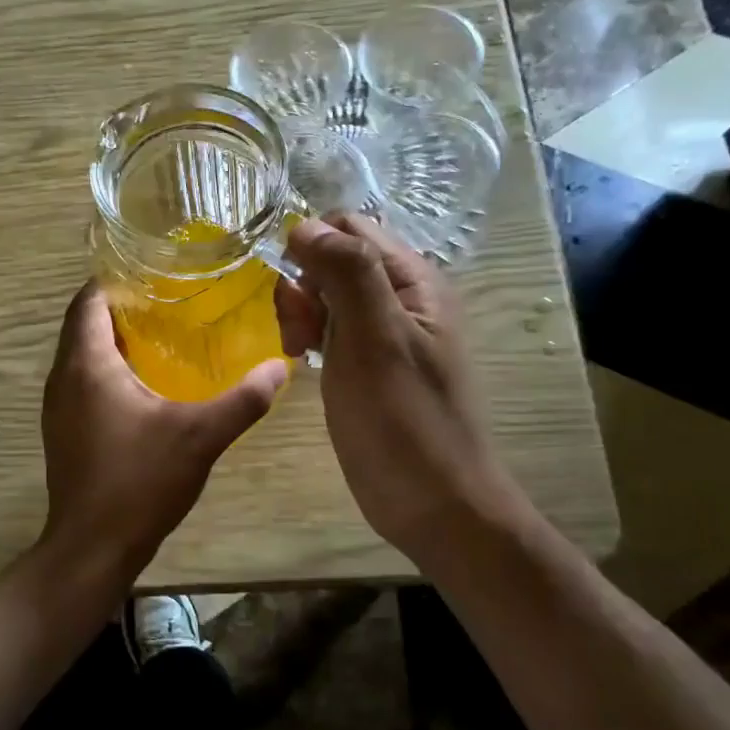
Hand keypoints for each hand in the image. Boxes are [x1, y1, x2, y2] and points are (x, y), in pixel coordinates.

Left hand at [39, 282, 286, 567]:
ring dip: (114, 340)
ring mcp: (57, 406)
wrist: (92, 549)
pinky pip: (82, 381)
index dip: (118, 279)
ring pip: (82, 354)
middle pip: (84, 323)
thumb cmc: (140, 482)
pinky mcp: (63, 430)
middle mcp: (63, 377)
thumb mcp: (201, 436)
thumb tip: (280, 366)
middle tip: (171, 300)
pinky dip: (107, 369)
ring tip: (163, 334)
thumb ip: (243, 400)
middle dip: (122, 307)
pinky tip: (145, 385)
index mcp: (87, 364)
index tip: (159, 272)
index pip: (89, 299)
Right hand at [274, 215, 521, 556]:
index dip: (313, 246)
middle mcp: (400, 297)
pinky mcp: (368, 363)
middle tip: (298, 333)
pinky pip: (330, 328)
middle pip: (334, 258)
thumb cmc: (405, 421)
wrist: (434, 504)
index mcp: (413, 280)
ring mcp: (384, 332)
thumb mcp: (375, 340)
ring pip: (327, 294)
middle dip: (304, 285)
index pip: (351, 227)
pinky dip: (310, 336)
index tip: (295, 290)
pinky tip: (303, 361)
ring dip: (302, 312)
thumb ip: (347, 273)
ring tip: (298, 351)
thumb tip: (305, 225)